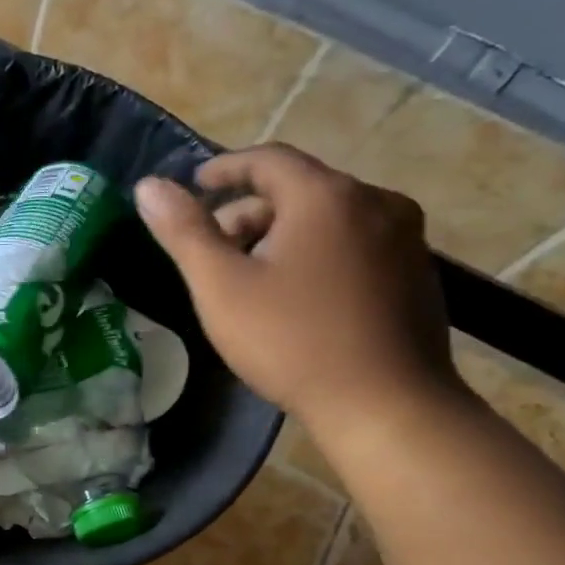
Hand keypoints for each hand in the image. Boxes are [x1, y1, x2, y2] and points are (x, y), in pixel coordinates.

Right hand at [134, 145, 461, 441]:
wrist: (386, 405)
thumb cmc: (292, 340)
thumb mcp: (221, 286)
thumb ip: (184, 231)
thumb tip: (147, 186)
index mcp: (326, 196)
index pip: (267, 159)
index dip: (225, 168)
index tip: (195, 186)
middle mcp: (375, 202)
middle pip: (298, 189)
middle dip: (248, 212)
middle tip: (213, 250)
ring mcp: (405, 238)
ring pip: (328, 217)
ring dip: (282, 234)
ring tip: (250, 277)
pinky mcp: (417, 272)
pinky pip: (355, 243)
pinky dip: (317, 252)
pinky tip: (297, 296)